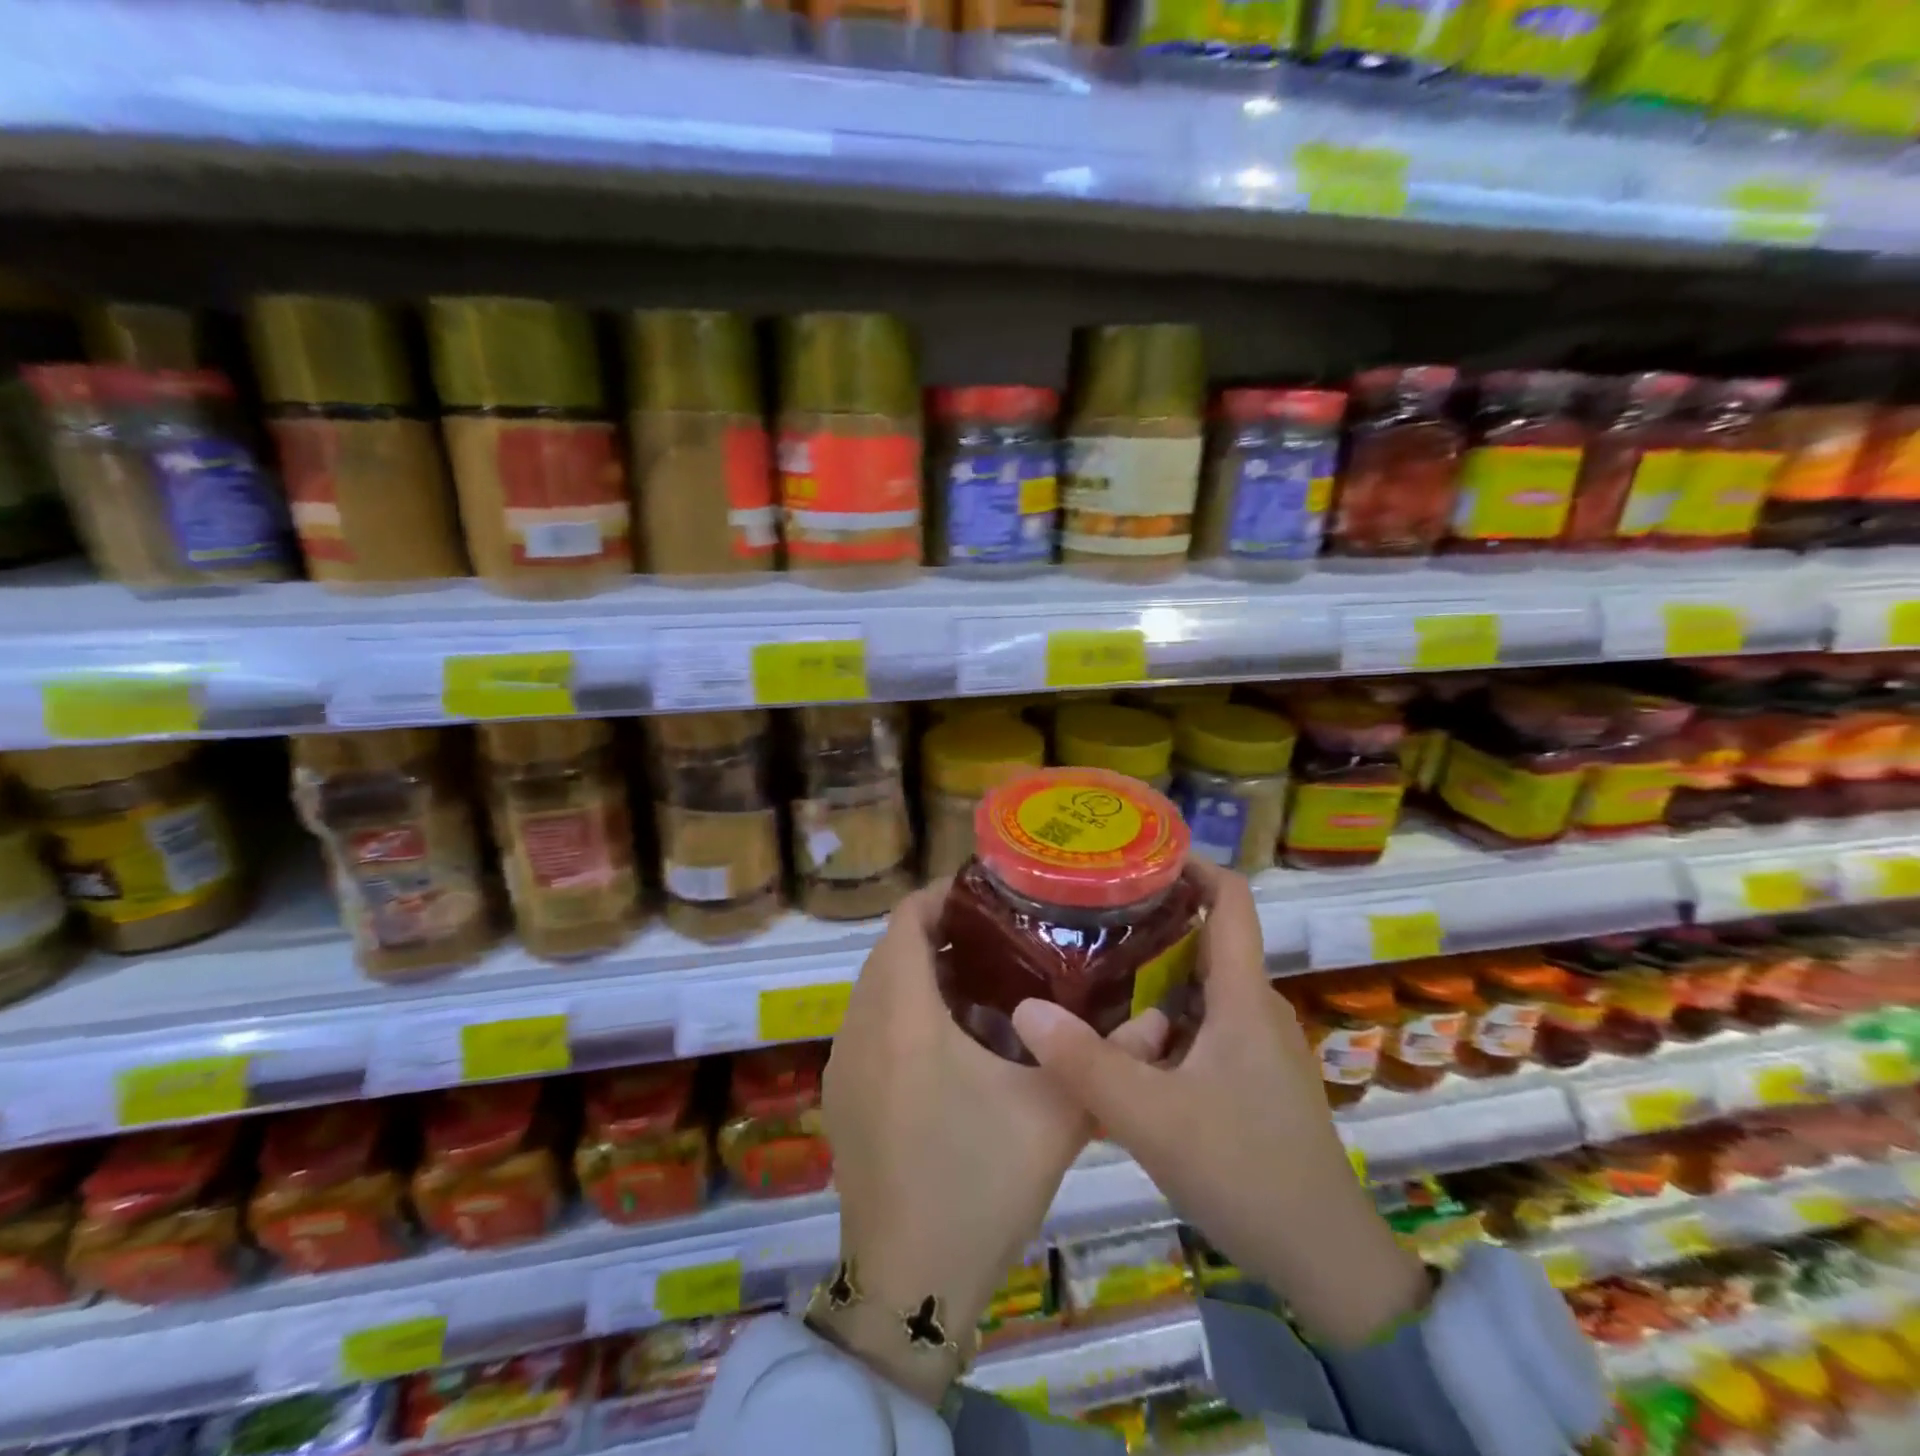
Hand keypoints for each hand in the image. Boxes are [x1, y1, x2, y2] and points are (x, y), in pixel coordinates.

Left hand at [819, 881, 1168, 1402]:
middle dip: (935, 933)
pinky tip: (946, 1042)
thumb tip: (1160, 1020)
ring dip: (915, 973)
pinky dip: (898, 1011)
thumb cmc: (977, 1185)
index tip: (985, 895)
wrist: (907, 1284)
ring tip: (978, 981)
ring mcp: (843, 1064)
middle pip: (889, 951)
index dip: (938, 896)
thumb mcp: (1052, 1117)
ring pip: (874, 989)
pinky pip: (866, 1026)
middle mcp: (860, 1028)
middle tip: (996, 937)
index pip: (904, 921)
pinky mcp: (840, 1097)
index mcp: (903, 1016)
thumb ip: (1103, 1059)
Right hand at [1010, 859, 1430, 1347]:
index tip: (1135, 856)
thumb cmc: (1247, 1171)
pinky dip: (1162, 1014)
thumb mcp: (1154, 1118)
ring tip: (1092, 962)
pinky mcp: (1249, 1079)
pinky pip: (1201, 1024)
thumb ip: (1086, 1064)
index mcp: (1242, 995)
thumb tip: (1024, 1009)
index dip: (1192, 865)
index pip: (1232, 899)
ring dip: (1153, 969)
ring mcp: (1255, 1046)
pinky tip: (1119, 1036)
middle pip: (1207, 936)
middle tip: (1089, 911)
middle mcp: (1253, 1007)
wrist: (1325, 1261)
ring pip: (1200, 985)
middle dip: (1154, 916)